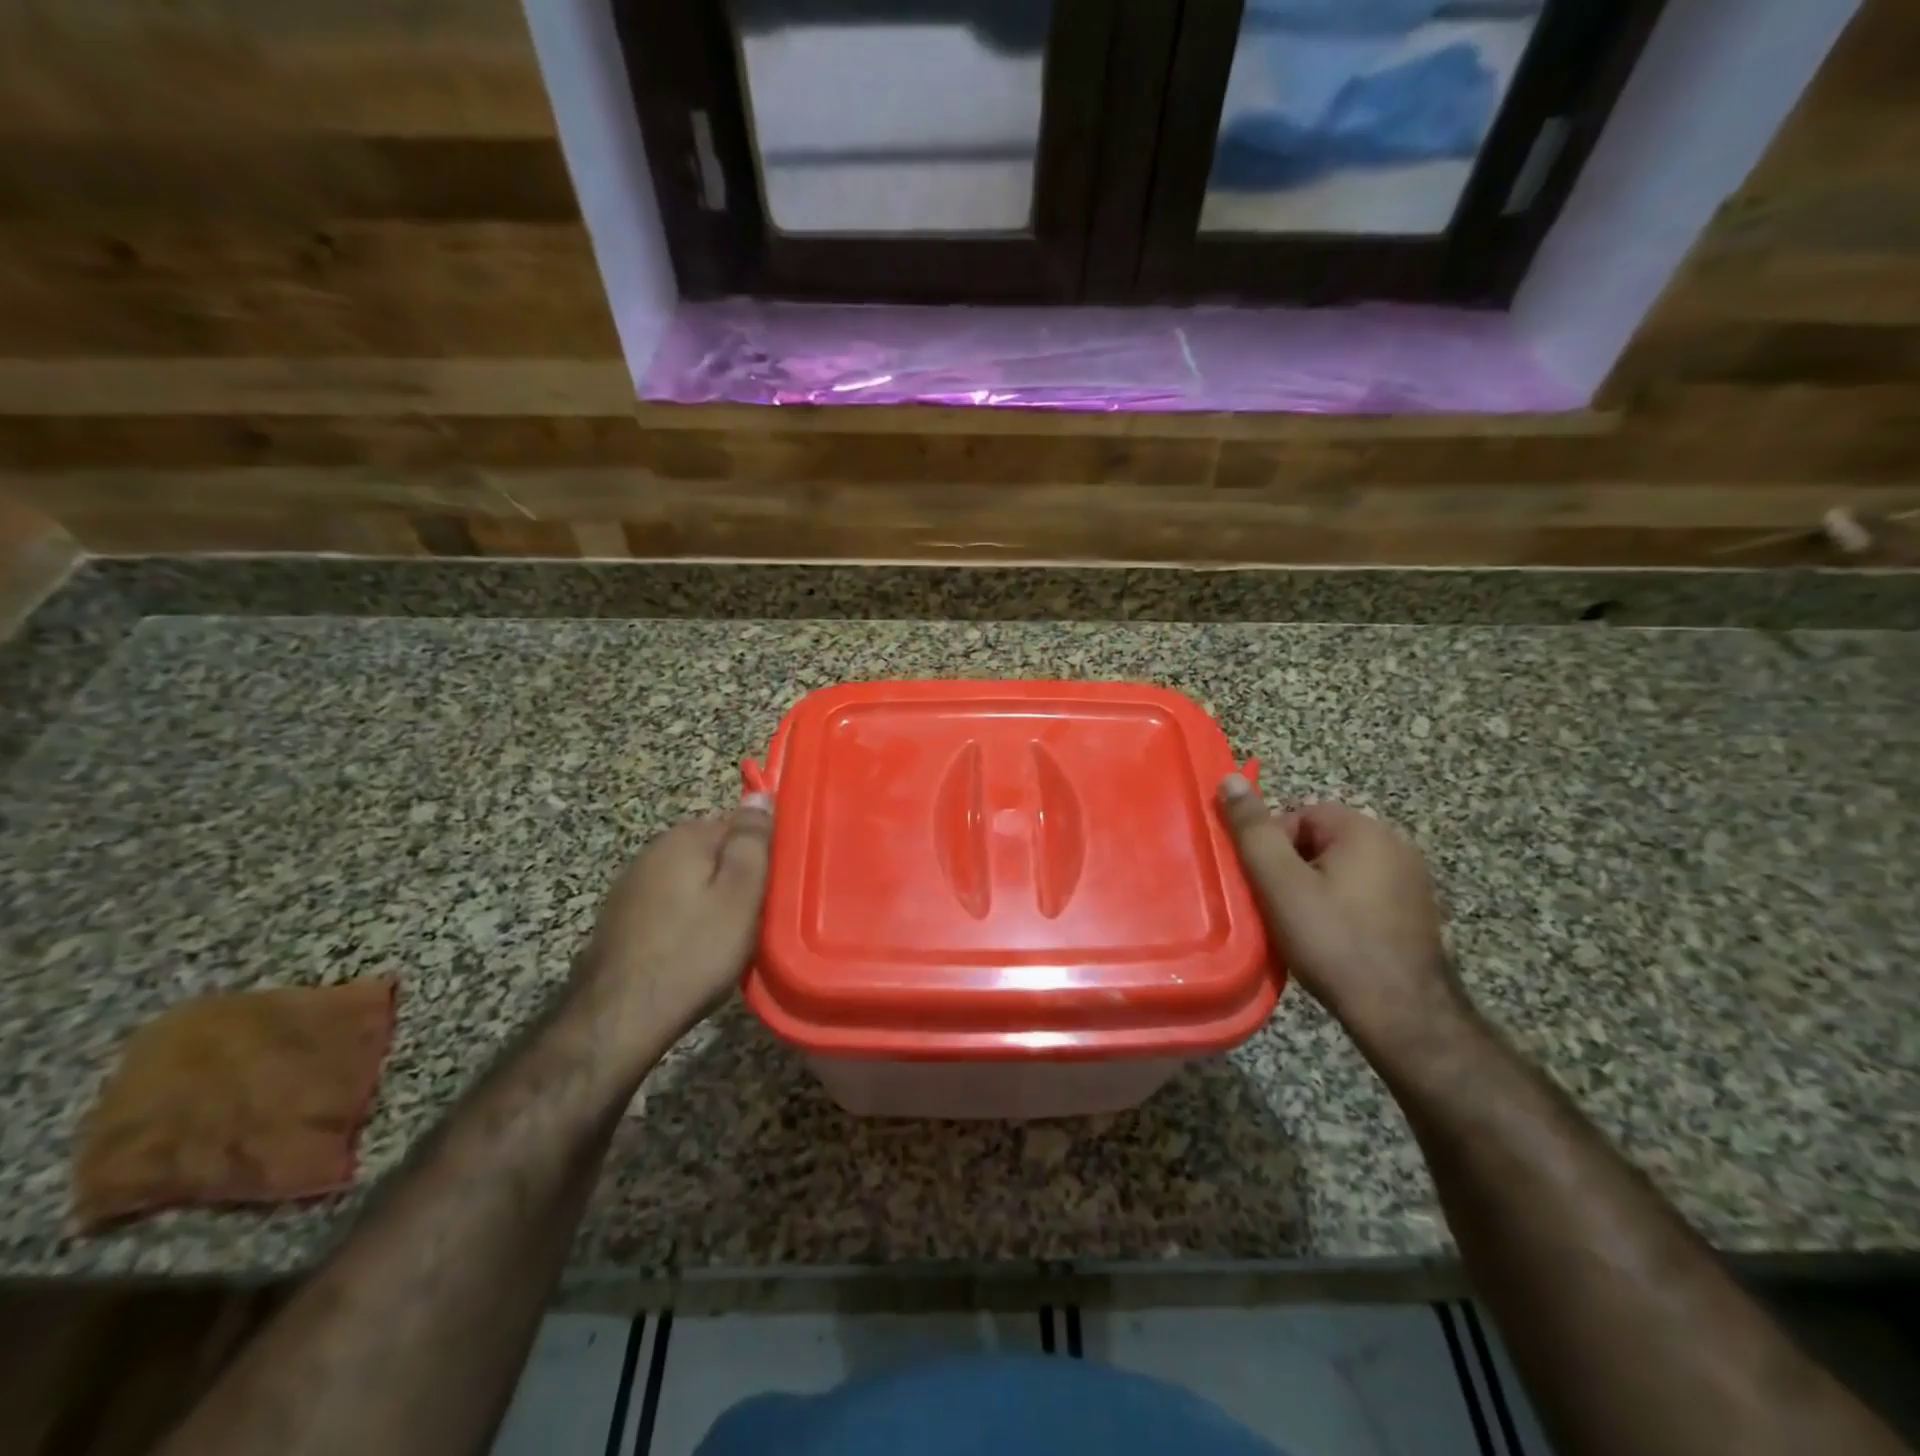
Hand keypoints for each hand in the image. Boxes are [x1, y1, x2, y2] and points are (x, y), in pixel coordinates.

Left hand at [570, 797, 773, 1057]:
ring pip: (689, 878)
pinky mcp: (620, 918)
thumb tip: (759, 795)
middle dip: (734, 875)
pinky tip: (693, 947)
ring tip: (728, 934)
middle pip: (711, 851)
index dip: (761, 852)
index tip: (774, 885)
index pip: (737, 823)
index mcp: (684, 837)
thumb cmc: (695, 952)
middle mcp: (653, 851)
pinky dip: (686, 917)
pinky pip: (669, 904)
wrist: (621, 1017)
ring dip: (710, 897)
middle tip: (757, 914)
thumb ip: (752, 841)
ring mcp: (631, 885)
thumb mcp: (741, 894)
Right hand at [1217, 775, 1468, 1059]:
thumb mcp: (1280, 883)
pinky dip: (1342, 909)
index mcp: (1365, 830)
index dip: (1272, 847)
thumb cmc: (1333, 942)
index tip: (1265, 886)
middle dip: (1293, 870)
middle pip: (1320, 841)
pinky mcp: (1417, 912)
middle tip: (1279, 908)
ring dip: (1315, 890)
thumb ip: (1253, 830)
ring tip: (1302, 928)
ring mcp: (1412, 880)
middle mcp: (1396, 844)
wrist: (1403, 1015)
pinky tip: (1334, 940)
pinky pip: (1364, 894)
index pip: (1299, 815)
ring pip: (1340, 870)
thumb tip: (1230, 779)